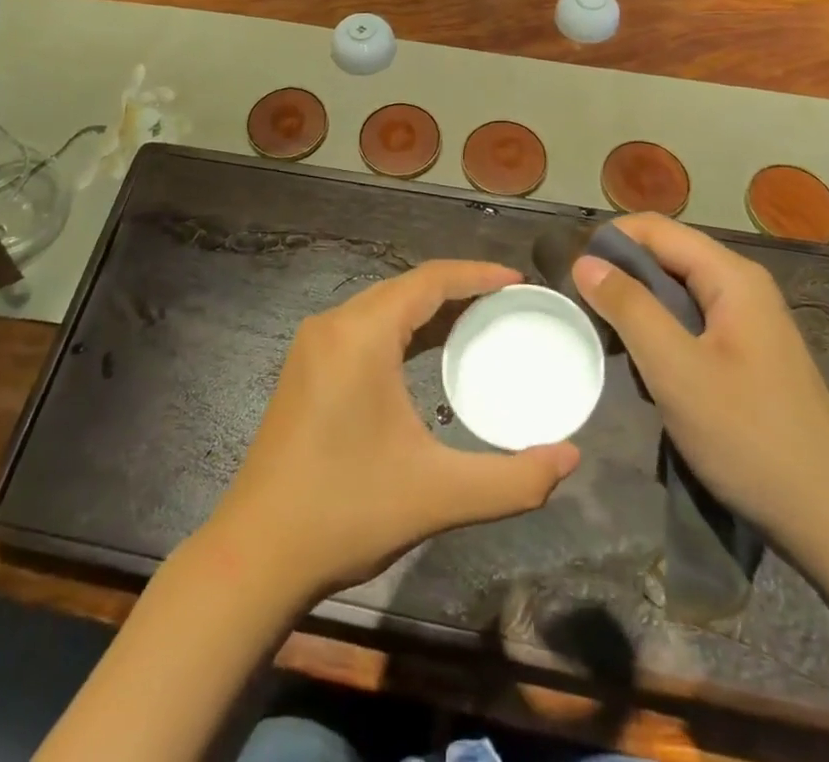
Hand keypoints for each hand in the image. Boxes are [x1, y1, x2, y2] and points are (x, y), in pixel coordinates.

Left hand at [205, 261, 579, 600]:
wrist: (257, 553)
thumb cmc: (347, 512)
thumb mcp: (439, 495)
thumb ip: (514, 479)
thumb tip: (571, 457)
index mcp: (361, 335)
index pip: (429, 281)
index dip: (477, 275)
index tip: (519, 281)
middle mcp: (334, 324)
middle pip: (405, 288)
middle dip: (458, 289)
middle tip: (508, 304)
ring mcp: (314, 344)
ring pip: (382, 306)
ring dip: (428, 308)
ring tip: (478, 321)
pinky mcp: (305, 367)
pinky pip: (363, 327)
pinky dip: (402, 329)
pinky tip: (427, 352)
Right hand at [572, 214, 828, 549]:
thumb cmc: (749, 437)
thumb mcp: (676, 369)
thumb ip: (629, 308)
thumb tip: (585, 261)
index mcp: (732, 276)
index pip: (654, 229)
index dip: (609, 243)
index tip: (572, 278)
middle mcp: (742, 286)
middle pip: (665, 255)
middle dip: (620, 277)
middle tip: (584, 314)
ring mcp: (748, 321)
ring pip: (674, 291)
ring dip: (637, 308)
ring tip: (609, 343)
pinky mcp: (746, 353)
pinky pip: (690, 322)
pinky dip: (659, 333)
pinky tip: (646, 368)